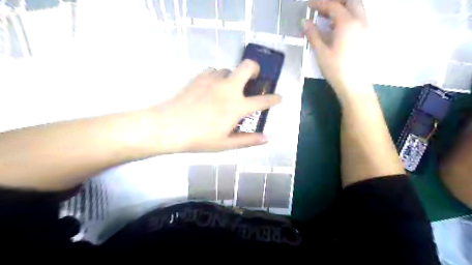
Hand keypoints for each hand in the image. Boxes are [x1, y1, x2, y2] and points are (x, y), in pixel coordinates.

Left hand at [143, 59, 281, 152]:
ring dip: (233, 77)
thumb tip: (267, 138)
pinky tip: (212, 87)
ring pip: (229, 69)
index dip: (274, 99)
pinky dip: (218, 77)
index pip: (262, 101)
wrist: (169, 127)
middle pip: (248, 66)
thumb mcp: (226, 143)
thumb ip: (248, 140)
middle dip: (255, 69)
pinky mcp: (199, 77)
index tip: (279, 98)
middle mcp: (228, 88)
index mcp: (237, 106)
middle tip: (254, 78)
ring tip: (227, 89)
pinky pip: (214, 71)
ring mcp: (213, 80)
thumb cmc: (199, 138)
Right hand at [305, 0, 374, 99]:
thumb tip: (305, 22)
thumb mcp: (321, 52)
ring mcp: (365, 28)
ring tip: (326, 16)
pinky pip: (358, 18)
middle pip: (350, 1)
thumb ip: (313, 35)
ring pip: (356, 8)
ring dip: (342, 8)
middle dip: (335, 1)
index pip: (333, 6)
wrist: (354, 85)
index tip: (308, 5)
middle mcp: (360, 21)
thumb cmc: (336, 69)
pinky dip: (347, 16)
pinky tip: (336, 27)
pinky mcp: (366, 37)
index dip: (319, 4)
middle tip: (321, 8)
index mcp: (347, 23)